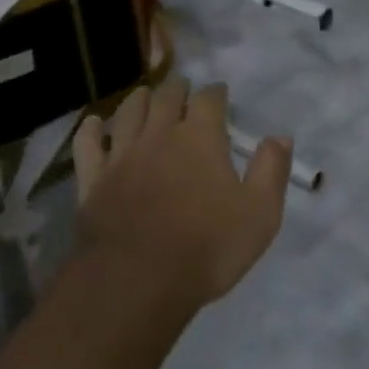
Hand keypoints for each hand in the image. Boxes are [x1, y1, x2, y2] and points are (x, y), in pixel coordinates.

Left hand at [71, 77, 291, 307]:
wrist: (138, 280)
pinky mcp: (93, 179)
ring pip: (127, 112)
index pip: (209, 99)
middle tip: (182, 89)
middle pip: (166, 97)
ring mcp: (121, 154)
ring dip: (138, 100)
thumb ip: (271, 170)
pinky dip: (91, 130)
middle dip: (176, 89)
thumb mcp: (259, 214)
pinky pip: (88, 145)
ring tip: (143, 95)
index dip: (215, 93)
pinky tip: (93, 124)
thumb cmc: (206, 247)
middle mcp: (159, 134)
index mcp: (200, 137)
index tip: (219, 93)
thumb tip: (280, 136)